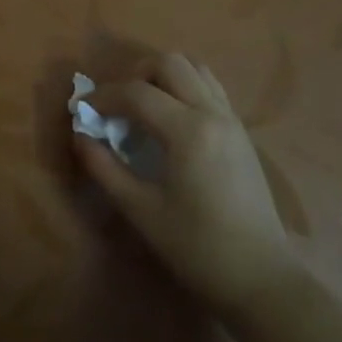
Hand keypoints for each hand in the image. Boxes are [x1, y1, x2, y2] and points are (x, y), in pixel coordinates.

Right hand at [75, 52, 297, 315]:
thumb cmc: (197, 248)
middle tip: (116, 105)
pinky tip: (170, 118)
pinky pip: (209, 86)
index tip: (82, 109)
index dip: (103, 96)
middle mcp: (212, 113)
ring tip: (143, 106)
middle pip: (168, 63)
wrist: (261, 279)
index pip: (136, 93)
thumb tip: (80, 136)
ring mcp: (231, 118)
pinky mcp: (241, 130)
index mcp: (188, 131)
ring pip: (193, 67)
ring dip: (161, 76)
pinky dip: (183, 86)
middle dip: (134, 75)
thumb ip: (105, 168)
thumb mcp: (141, 211)